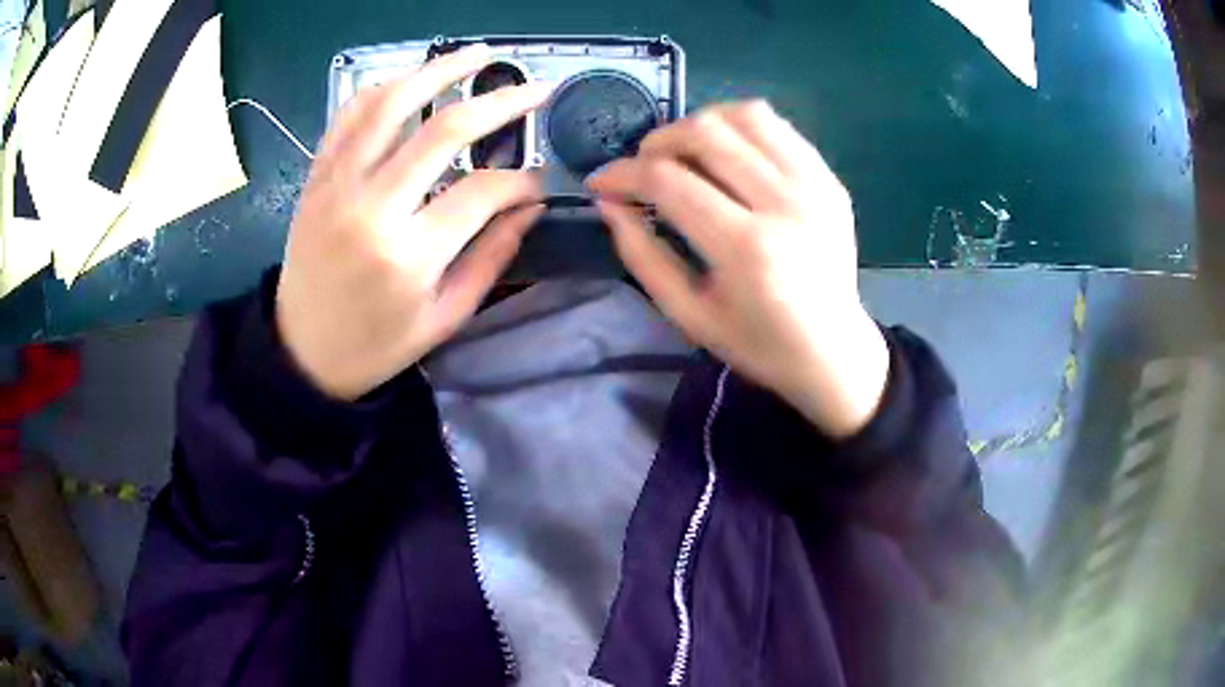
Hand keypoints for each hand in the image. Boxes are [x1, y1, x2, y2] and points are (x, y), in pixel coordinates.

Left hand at [276, 45, 550, 399]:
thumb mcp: (444, 318)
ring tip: (477, 54)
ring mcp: (337, 185)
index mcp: (410, 255)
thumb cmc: (375, 345)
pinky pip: (348, 116)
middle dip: (500, 102)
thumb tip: (529, 206)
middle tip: (534, 88)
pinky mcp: (316, 178)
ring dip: (439, 70)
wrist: (300, 353)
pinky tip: (411, 80)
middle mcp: (372, 208)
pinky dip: (382, 89)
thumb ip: (491, 258)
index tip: (537, 182)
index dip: (522, 180)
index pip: (484, 192)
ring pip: (391, 105)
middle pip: (444, 130)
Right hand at [588, 101, 888, 437]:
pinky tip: (726, 151)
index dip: (623, 174)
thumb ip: (642, 255)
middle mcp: (784, 204)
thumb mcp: (688, 314)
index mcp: (746, 249)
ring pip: (744, 116)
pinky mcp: (829, 179)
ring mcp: (814, 186)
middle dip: (657, 142)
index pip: (668, 180)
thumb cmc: (757, 343)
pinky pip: (777, 126)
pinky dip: (739, 126)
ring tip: (684, 153)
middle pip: (705, 133)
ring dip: (699, 124)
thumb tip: (608, 201)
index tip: (600, 182)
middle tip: (643, 168)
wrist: (833, 352)